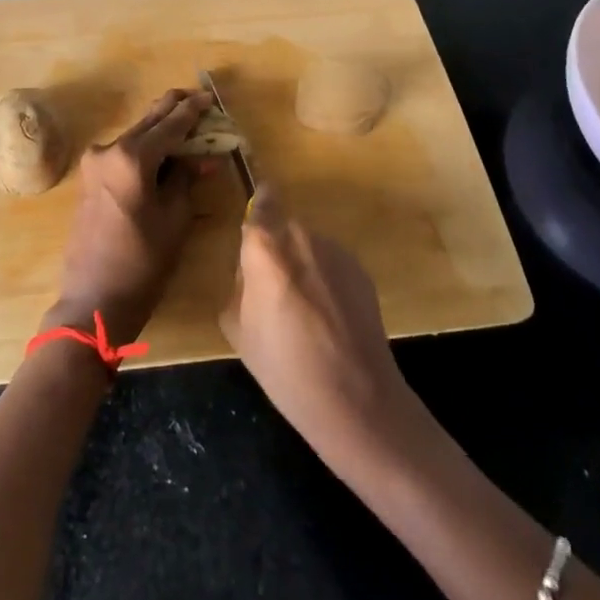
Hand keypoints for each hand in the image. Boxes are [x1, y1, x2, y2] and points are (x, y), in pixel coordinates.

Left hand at [43, 88, 209, 343]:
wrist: (95, 298)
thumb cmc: (142, 262)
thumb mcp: (174, 218)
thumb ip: (185, 178)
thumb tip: (201, 157)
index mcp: (131, 157)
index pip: (170, 125)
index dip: (192, 111)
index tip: (209, 97)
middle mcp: (108, 150)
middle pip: (147, 121)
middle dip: (172, 108)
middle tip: (196, 96)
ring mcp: (94, 164)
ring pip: (134, 135)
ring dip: (158, 128)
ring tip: (184, 121)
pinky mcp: (89, 178)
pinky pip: (121, 152)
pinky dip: (143, 146)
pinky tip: (161, 147)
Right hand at [219, 187, 413, 465]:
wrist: (356, 398)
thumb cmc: (284, 367)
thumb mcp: (237, 327)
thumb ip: (239, 285)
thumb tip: (252, 273)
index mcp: (266, 246)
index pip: (261, 201)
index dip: (258, 208)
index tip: (254, 228)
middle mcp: (302, 236)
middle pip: (283, 228)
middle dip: (276, 249)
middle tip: (273, 290)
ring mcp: (336, 251)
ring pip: (308, 247)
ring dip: (303, 265)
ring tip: (305, 312)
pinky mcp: (361, 270)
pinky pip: (331, 265)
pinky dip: (326, 281)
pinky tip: (330, 320)